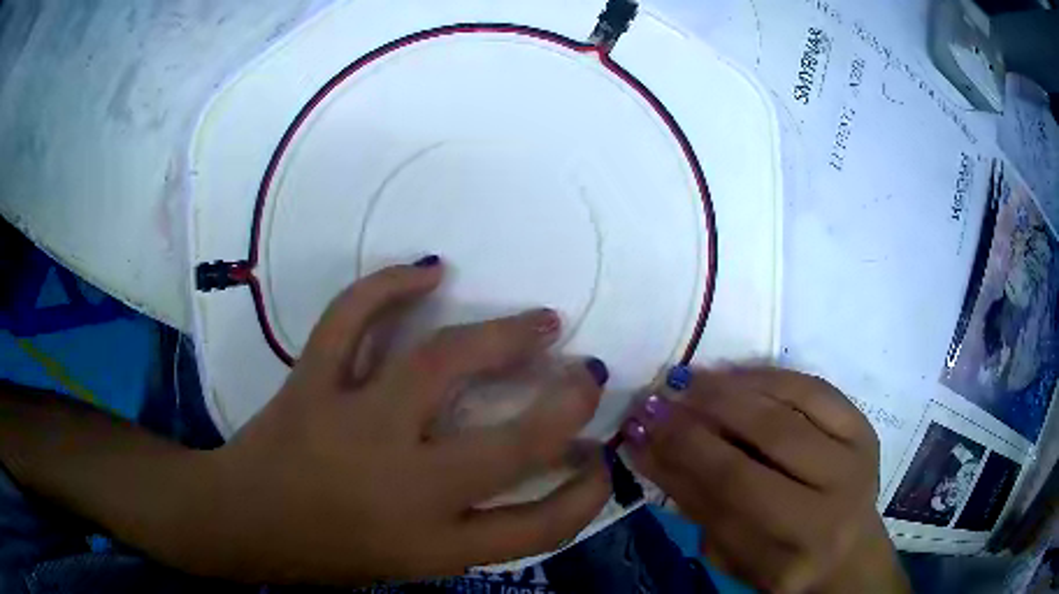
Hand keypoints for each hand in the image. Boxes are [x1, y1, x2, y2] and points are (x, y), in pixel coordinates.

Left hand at [186, 261, 610, 583]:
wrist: (242, 521)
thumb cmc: (327, 553)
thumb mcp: (411, 562)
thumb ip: (472, 529)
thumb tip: (531, 476)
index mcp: (430, 544)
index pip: (537, 527)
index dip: (585, 495)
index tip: (602, 460)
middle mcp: (402, 488)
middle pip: (508, 445)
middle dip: (564, 405)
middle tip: (589, 373)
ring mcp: (351, 426)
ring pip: (437, 367)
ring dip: (500, 336)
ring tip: (539, 320)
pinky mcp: (311, 383)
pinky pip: (350, 321)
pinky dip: (387, 285)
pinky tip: (428, 270)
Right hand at [621, 367, 908, 592]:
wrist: (848, 553)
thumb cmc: (781, 563)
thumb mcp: (733, 557)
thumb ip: (696, 507)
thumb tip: (649, 449)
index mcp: (792, 551)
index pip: (726, 495)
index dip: (678, 459)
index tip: (636, 432)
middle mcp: (831, 501)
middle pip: (760, 446)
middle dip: (699, 419)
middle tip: (657, 400)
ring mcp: (854, 456)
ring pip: (785, 410)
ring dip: (729, 390)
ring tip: (688, 381)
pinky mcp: (863, 426)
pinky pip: (812, 388)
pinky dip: (768, 376)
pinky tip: (733, 374)